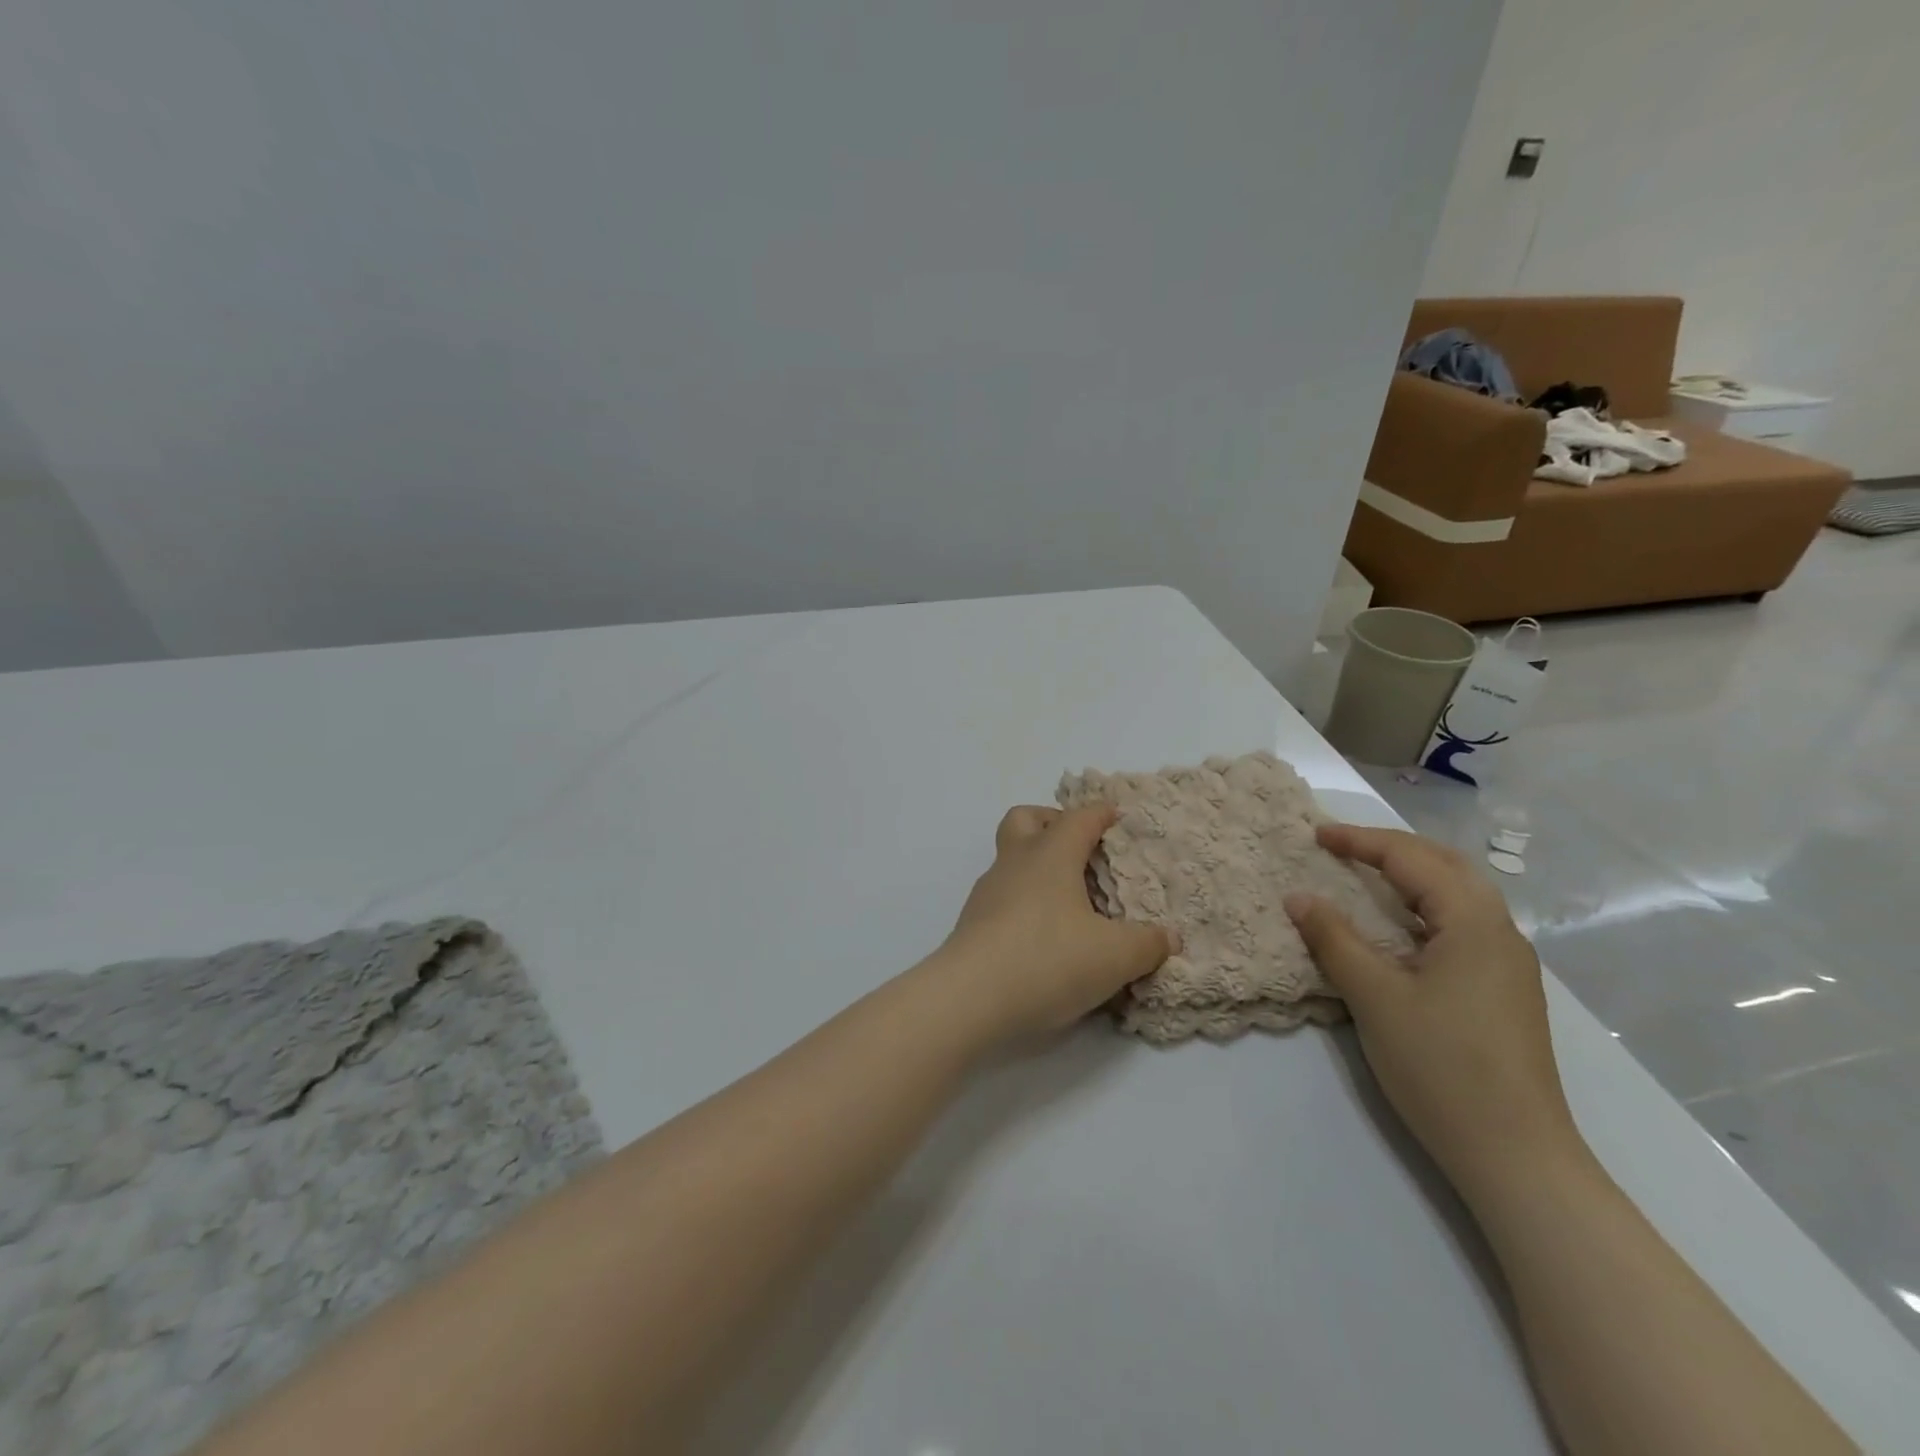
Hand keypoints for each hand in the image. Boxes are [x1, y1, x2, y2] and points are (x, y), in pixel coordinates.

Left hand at [937, 805, 1174, 1040]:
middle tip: (1080, 847)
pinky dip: (1024, 902)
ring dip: (1036, 867)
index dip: (1101, 813)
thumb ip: (1147, 944)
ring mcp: (988, 892)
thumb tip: (1168, 937)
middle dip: (1052, 822)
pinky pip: (1002, 896)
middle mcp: (1015, 863)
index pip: (1078, 818)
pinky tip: (1043, 935)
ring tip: (1069, 900)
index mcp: (1050, 856)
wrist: (968, 998)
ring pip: (1010, 859)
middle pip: (1026, 820)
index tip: (1118, 816)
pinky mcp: (973, 923)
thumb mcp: (1114, 957)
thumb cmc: (1047, 960)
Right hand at [1284, 824, 1583, 1195]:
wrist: (1516, 1154)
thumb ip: (1334, 939)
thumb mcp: (1374, 996)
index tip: (1315, 835)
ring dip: (1411, 875)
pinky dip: (1424, 906)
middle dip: (1391, 848)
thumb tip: (1298, 896)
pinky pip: (1461, 924)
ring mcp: (1509, 964)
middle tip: (1341, 846)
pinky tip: (1399, 928)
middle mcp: (1501, 931)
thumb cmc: (1441, 1065)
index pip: (1411, 859)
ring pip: (1459, 895)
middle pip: (1445, 865)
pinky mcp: (1504, 991)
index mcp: (1474, 922)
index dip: (1360, 841)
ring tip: (1365, 875)